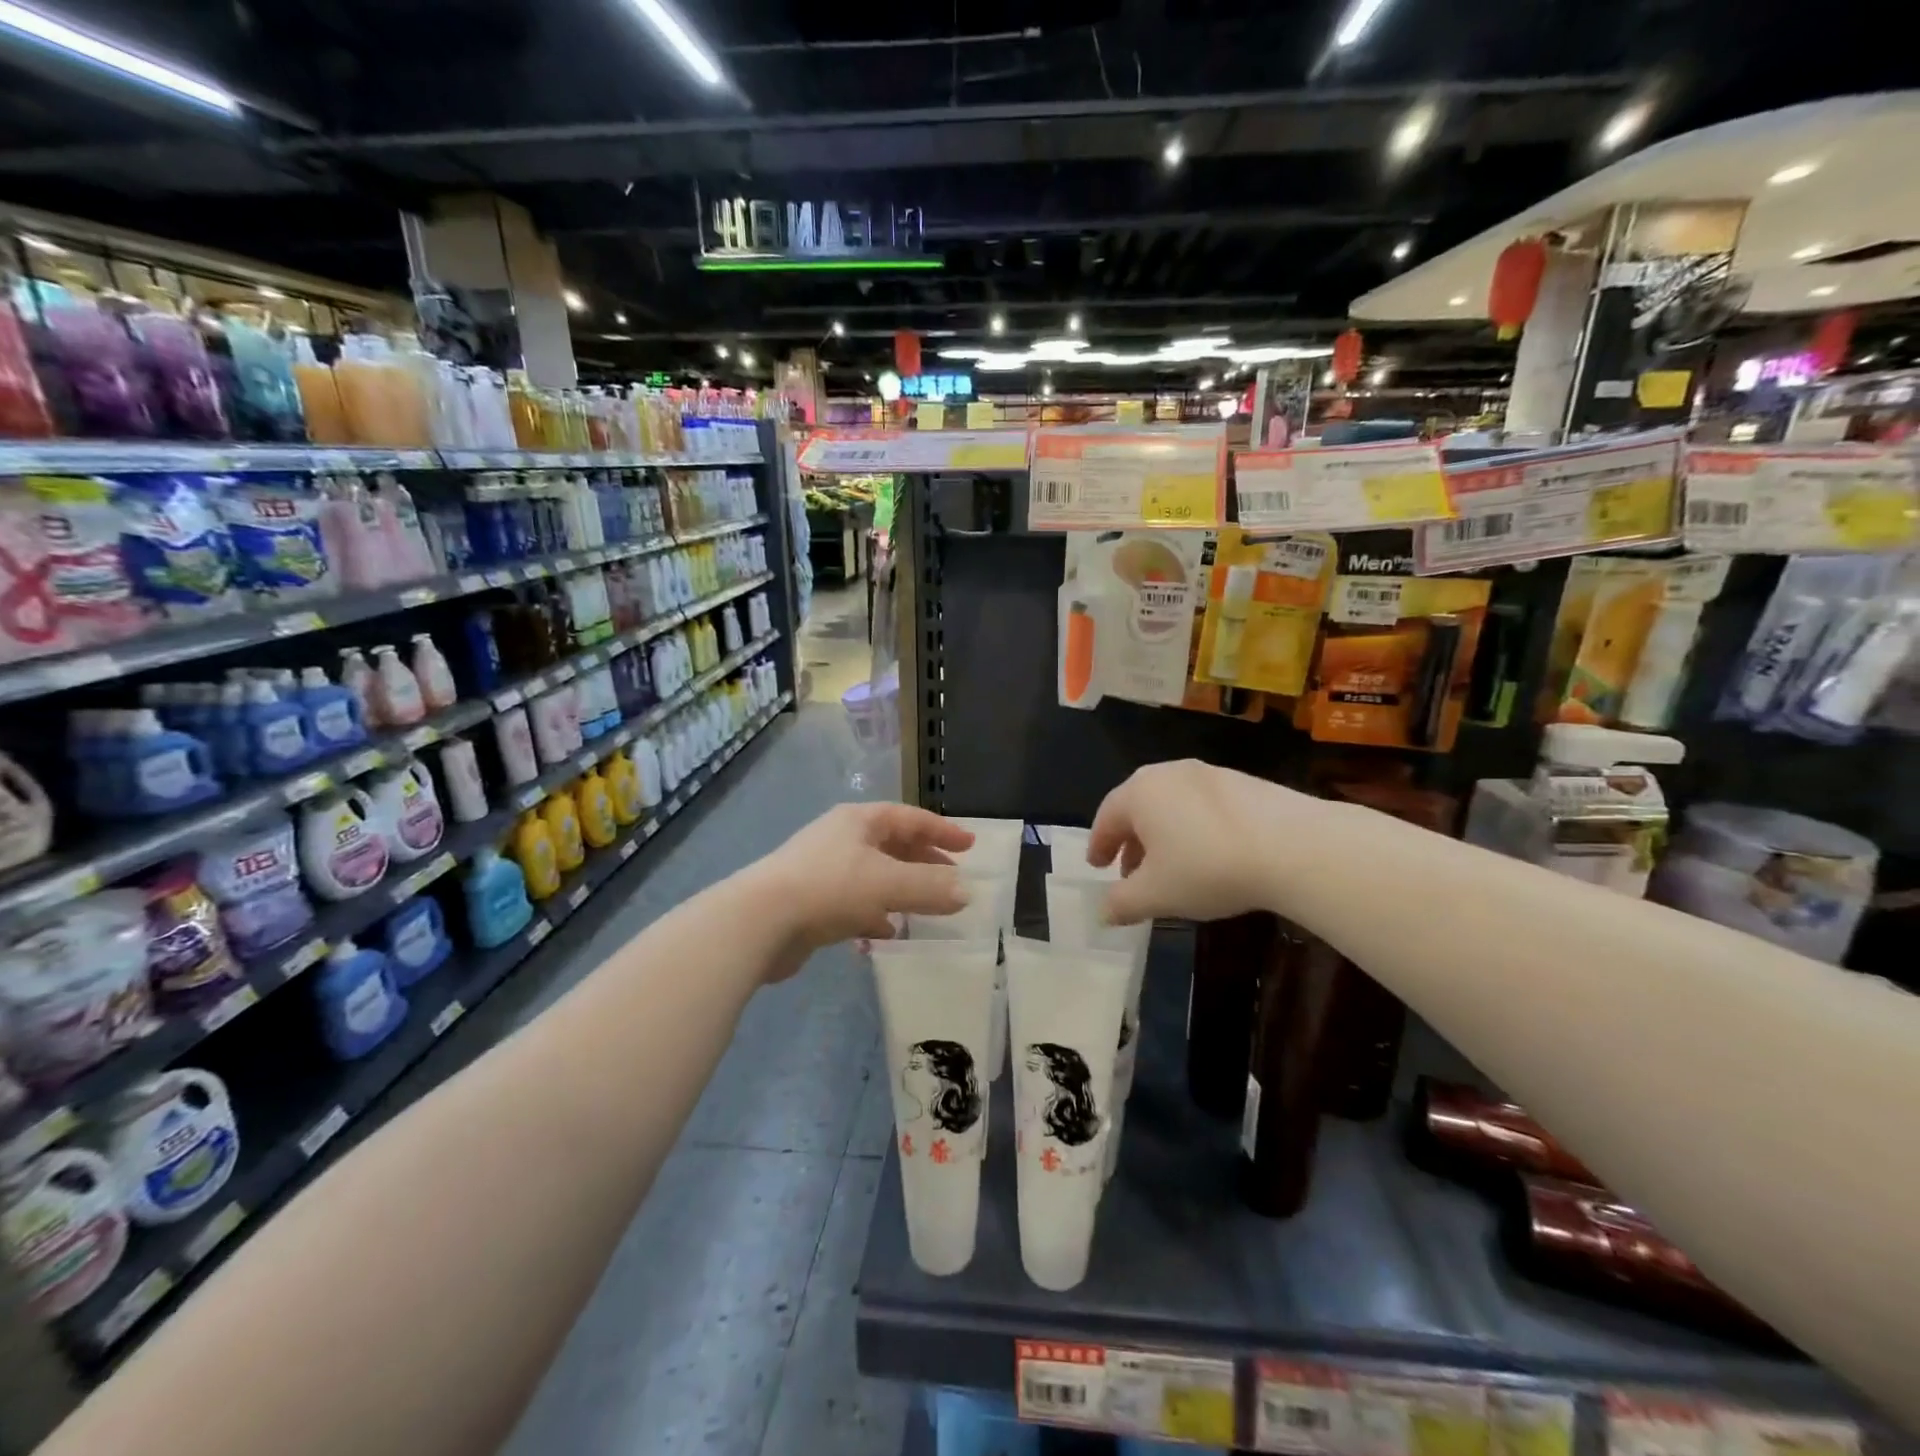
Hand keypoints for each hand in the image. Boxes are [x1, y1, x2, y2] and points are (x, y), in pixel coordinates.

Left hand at [751, 804, 973, 970]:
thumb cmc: (829, 888)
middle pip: (893, 845)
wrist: (759, 922)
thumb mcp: (888, 884)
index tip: (970, 846)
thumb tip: (966, 893)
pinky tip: (887, 932)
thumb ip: (930, 888)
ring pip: (875, 876)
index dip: (942, 830)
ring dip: (902, 890)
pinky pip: (855, 903)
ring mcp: (823, 870)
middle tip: (953, 878)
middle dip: (924, 862)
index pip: (910, 818)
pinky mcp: (811, 902)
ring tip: (927, 908)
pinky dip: (876, 914)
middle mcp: (841, 839)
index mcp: (859, 821)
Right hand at [1088, 760, 1319, 924]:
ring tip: (1172, 868)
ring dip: (1164, 836)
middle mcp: (1170, 774)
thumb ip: (1122, 903)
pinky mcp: (1246, 783)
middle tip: (1130, 872)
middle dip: (1131, 841)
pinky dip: (1196, 829)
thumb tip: (1103, 912)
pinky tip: (1212, 857)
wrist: (1293, 847)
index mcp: (1139, 792)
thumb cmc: (1208, 868)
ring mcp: (1210, 774)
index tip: (1097, 865)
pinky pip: (1205, 806)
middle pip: (1139, 807)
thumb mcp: (1156, 895)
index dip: (1099, 844)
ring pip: (1173, 805)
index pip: (1107, 816)